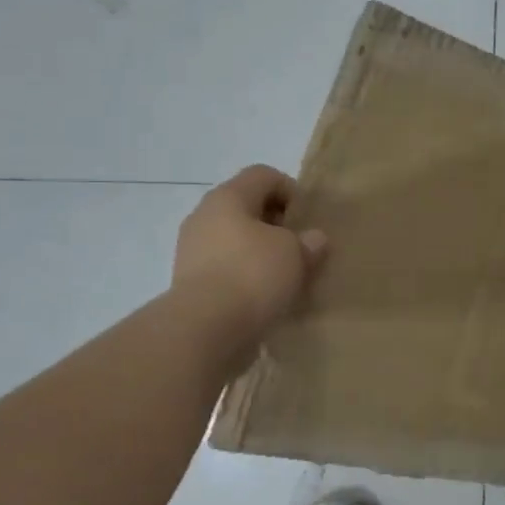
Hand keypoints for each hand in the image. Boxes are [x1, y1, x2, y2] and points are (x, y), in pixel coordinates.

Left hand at [173, 166, 327, 340]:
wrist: (205, 329)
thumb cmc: (253, 275)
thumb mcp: (295, 254)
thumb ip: (308, 242)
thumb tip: (313, 239)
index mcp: (227, 197)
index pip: (263, 175)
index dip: (291, 190)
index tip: (308, 220)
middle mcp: (204, 217)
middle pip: (246, 208)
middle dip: (276, 225)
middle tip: (301, 248)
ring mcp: (192, 251)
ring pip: (235, 241)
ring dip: (261, 254)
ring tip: (286, 277)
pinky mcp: (191, 284)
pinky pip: (226, 270)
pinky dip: (246, 278)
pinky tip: (265, 298)